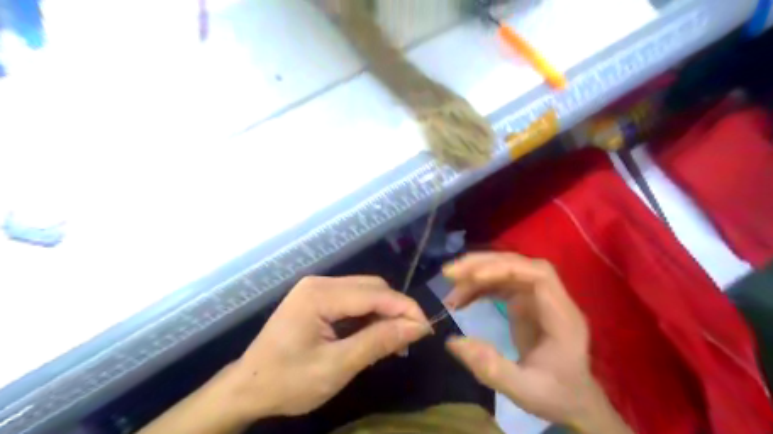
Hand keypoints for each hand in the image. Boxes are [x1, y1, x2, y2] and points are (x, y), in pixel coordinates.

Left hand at [228, 277, 431, 421]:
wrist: (247, 388)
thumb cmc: (287, 381)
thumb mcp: (336, 367)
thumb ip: (377, 343)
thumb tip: (417, 327)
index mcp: (320, 294)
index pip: (375, 293)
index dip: (405, 308)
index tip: (427, 329)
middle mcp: (320, 283)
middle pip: (372, 288)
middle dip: (396, 310)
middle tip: (410, 339)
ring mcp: (318, 289)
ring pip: (365, 293)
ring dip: (384, 314)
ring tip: (396, 341)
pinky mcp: (318, 298)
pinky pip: (353, 301)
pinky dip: (370, 316)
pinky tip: (376, 335)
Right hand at [443, 252, 630, 431]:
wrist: (573, 400)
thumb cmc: (555, 395)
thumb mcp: (523, 390)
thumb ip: (490, 367)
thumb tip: (452, 341)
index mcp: (562, 317)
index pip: (539, 275)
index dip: (506, 268)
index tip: (474, 277)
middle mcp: (551, 299)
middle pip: (519, 265)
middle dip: (483, 265)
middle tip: (450, 273)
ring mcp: (537, 298)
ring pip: (506, 271)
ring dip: (476, 274)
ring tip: (450, 288)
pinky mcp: (525, 302)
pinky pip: (499, 284)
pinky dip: (478, 287)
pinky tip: (461, 299)